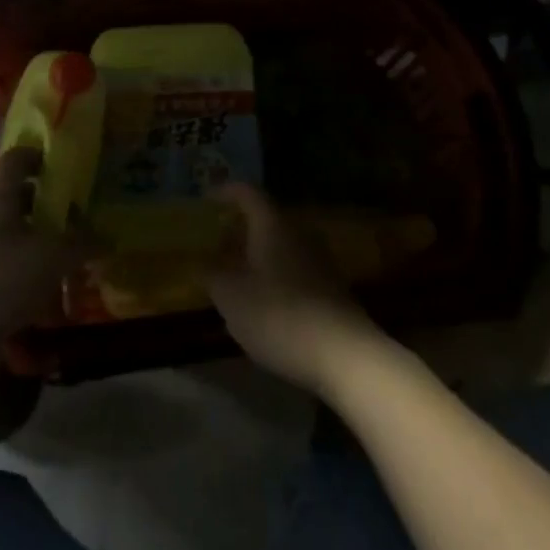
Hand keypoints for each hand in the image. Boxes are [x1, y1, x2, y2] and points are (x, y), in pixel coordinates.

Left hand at [0, 147, 84, 379]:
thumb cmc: (2, 277)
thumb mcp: (51, 258)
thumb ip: (80, 244)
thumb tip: (106, 237)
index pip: (18, 158)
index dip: (42, 156)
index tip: (68, 164)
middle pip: (15, 196)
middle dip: (46, 202)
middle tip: (77, 209)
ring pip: (10, 230)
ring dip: (36, 237)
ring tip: (69, 248)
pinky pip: (3, 262)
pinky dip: (25, 267)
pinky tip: (48, 283)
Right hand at [205, 185, 387, 398]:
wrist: (345, 357)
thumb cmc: (279, 316)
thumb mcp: (231, 297)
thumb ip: (213, 274)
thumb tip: (203, 261)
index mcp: (272, 225)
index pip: (248, 193)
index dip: (225, 192)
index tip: (206, 198)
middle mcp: (299, 234)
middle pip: (267, 219)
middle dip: (241, 227)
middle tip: (217, 241)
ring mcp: (321, 261)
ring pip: (282, 246)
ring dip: (258, 254)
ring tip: (236, 273)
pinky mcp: (333, 289)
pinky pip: (296, 269)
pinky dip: (275, 275)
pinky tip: (264, 300)